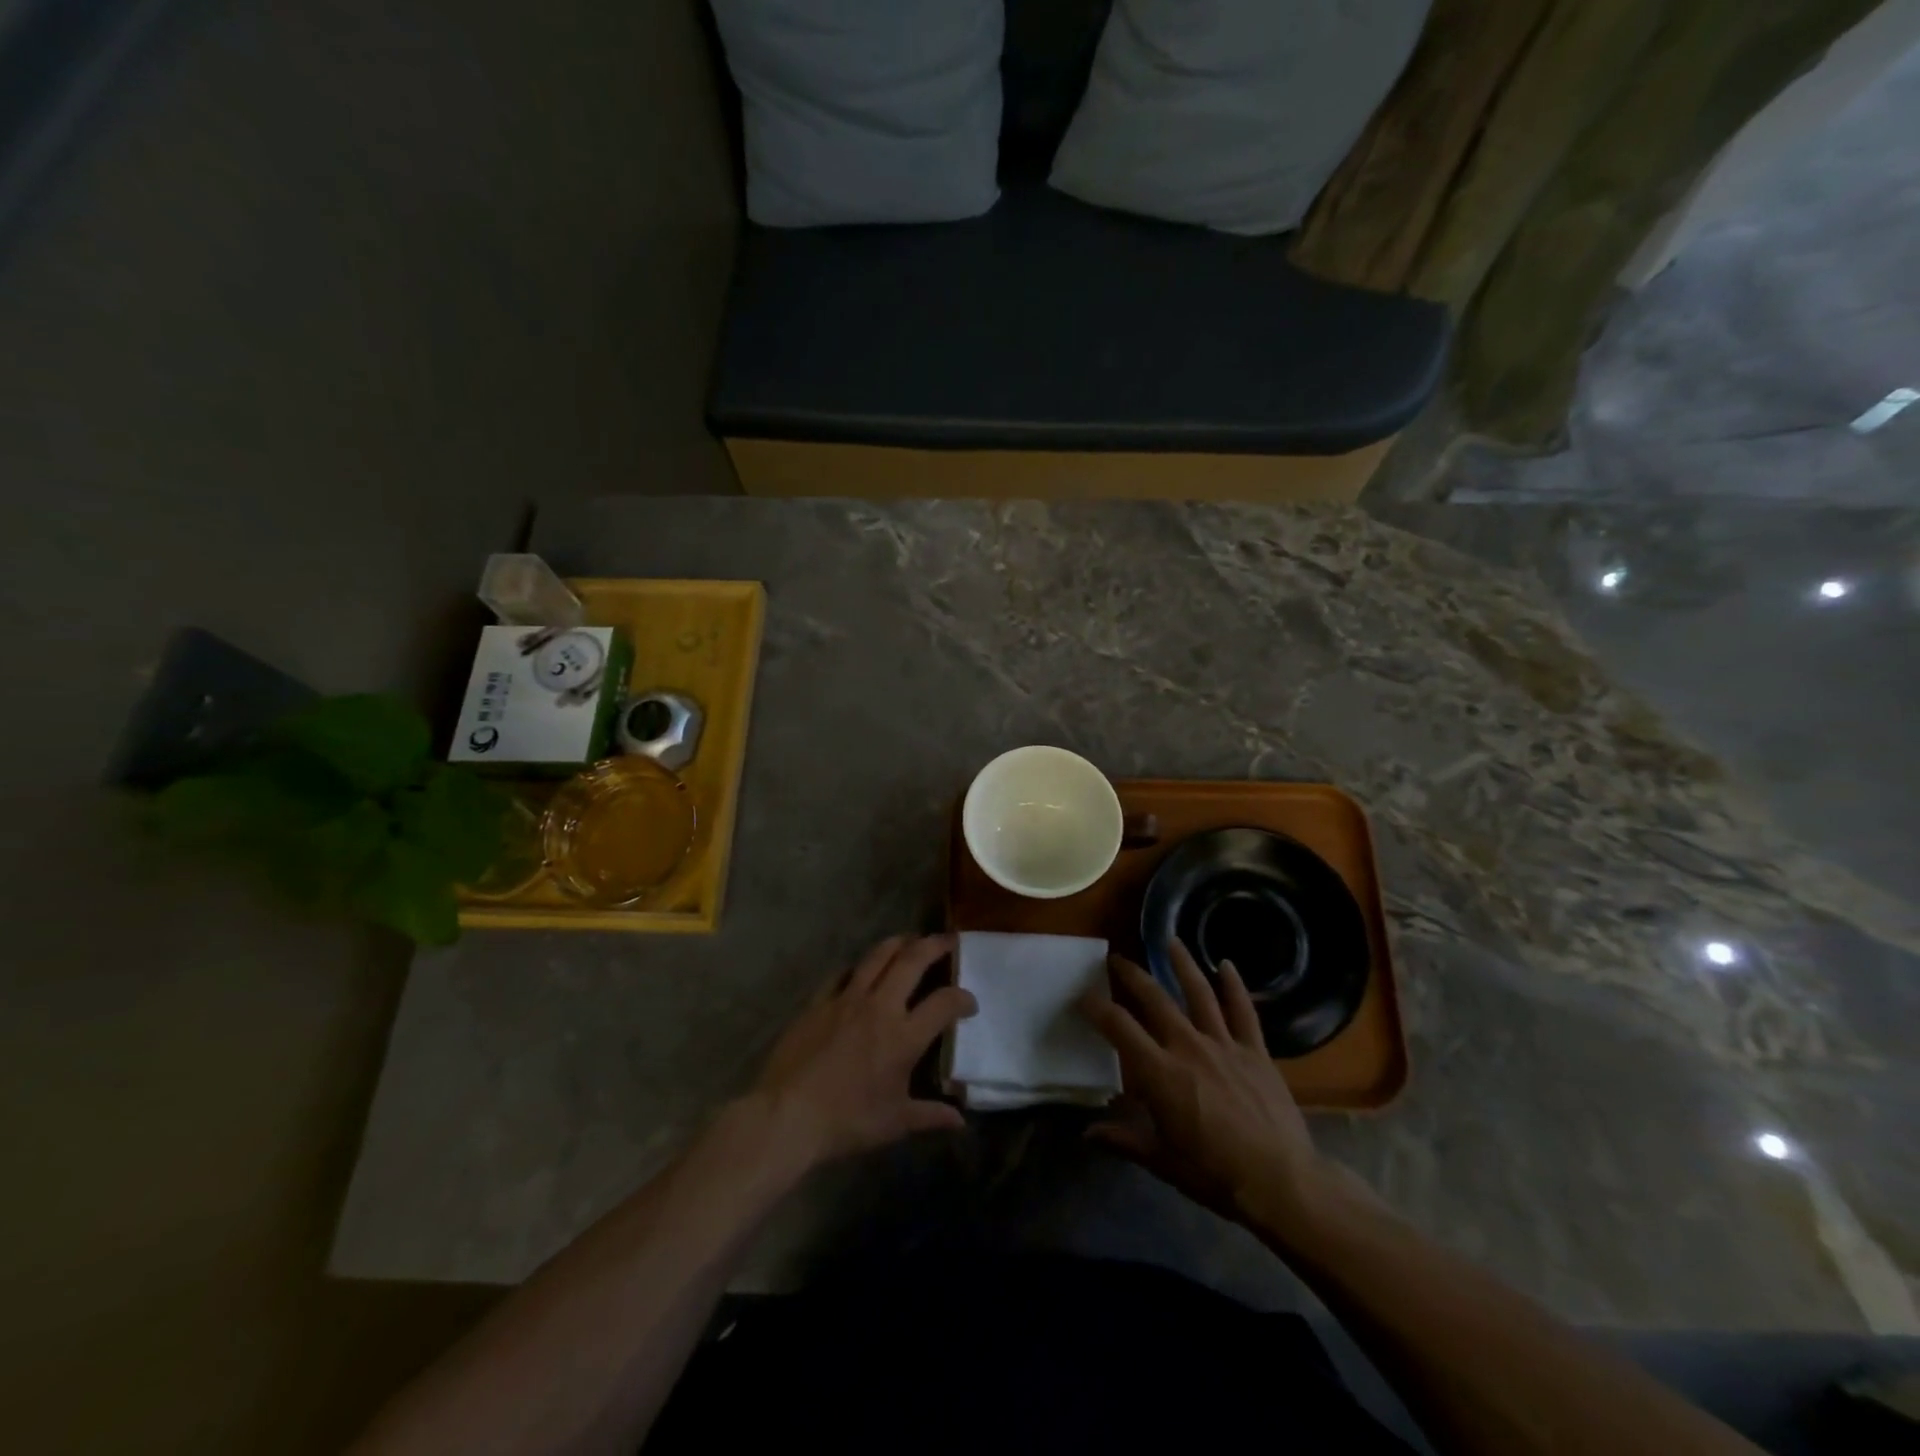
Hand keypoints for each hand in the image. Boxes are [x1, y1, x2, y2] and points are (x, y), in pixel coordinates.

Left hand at [749, 934, 975, 1167]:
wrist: (788, 1115)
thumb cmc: (847, 1121)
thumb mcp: (895, 1122)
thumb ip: (930, 1115)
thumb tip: (960, 1121)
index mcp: (904, 1035)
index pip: (944, 1003)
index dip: (963, 998)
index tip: (970, 1003)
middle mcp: (879, 1006)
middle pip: (912, 960)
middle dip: (935, 945)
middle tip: (948, 940)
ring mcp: (846, 999)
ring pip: (877, 956)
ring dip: (898, 943)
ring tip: (910, 940)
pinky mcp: (818, 1001)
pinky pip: (842, 974)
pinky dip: (857, 967)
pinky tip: (860, 970)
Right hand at [1079, 943, 1332, 1236]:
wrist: (1281, 1182)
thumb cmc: (1214, 1174)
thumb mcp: (1161, 1161)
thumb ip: (1123, 1140)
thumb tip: (1087, 1133)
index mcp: (1159, 1072)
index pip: (1119, 1027)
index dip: (1097, 1008)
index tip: (1083, 996)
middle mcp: (1187, 1046)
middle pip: (1155, 998)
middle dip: (1132, 975)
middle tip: (1117, 959)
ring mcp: (1224, 1044)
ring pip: (1198, 992)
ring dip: (1182, 963)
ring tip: (1170, 940)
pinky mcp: (1255, 1051)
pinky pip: (1243, 1011)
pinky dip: (1234, 986)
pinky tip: (1226, 964)